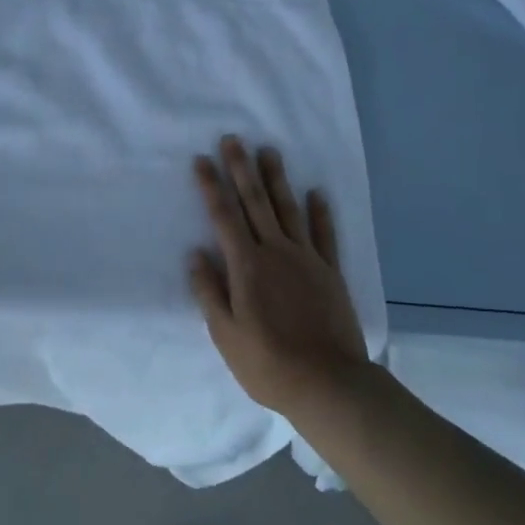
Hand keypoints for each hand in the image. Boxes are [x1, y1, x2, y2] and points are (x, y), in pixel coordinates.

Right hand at [188, 136, 370, 418]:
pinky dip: (320, 212)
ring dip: (276, 179)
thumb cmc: (268, 363)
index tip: (202, 160)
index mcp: (246, 266)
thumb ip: (209, 291)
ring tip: (269, 151)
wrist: (329, 384)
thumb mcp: (226, 334)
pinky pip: (324, 234)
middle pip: (255, 202)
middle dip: (241, 169)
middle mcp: (275, 252)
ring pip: (288, 209)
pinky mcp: (330, 272)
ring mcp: (306, 259)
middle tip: (233, 139)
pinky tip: (317, 192)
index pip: (223, 217)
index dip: (211, 187)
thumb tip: (195, 254)